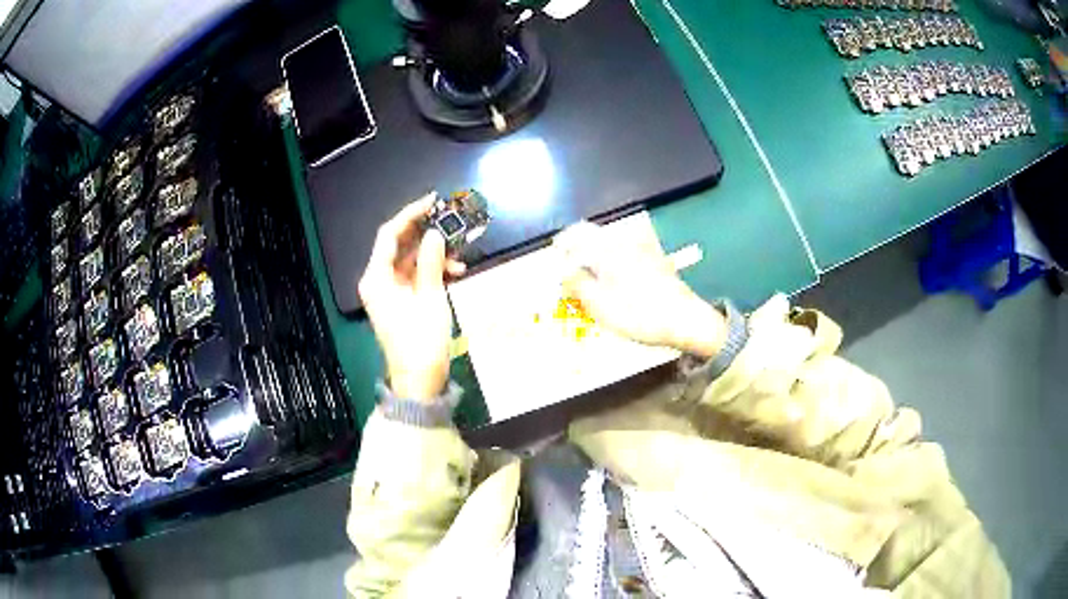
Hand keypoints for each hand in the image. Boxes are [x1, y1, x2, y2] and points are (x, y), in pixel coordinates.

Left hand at [358, 195, 465, 400]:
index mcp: (377, 278)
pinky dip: (432, 271)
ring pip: (410, 260)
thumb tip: (435, 234)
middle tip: (450, 219)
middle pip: (399, 245)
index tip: (433, 200)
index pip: (389, 235)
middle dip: (425, 232)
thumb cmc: (422, 341)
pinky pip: (414, 276)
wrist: (420, 381)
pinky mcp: (399, 301)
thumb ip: (430, 262)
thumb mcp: (430, 298)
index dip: (410, 214)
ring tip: (460, 252)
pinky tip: (455, 271)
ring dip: (433, 253)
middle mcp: (378, 280)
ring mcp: (388, 291)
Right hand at [555, 222, 726, 357]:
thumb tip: (563, 272)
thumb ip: (577, 285)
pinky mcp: (656, 262)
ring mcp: (644, 250)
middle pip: (595, 237)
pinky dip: (613, 263)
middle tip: (570, 270)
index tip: (554, 255)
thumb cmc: (639, 315)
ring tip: (590, 279)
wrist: (686, 320)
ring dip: (596, 256)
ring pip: (611, 246)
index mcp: (607, 249)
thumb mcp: (599, 305)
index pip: (577, 232)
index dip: (562, 242)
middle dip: (579, 250)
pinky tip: (615, 283)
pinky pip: (626, 255)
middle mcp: (625, 243)